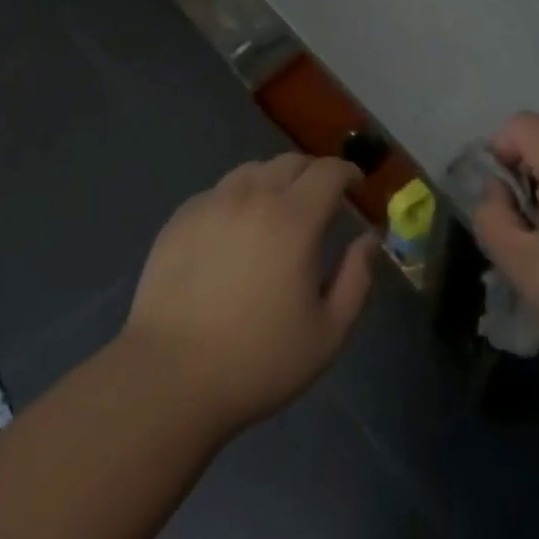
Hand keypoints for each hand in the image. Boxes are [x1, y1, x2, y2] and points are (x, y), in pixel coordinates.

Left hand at [121, 153, 377, 435]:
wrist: (170, 376)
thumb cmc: (258, 360)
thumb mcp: (327, 333)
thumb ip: (356, 279)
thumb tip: (368, 239)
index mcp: (294, 219)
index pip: (328, 172)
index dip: (347, 173)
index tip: (355, 186)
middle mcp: (253, 196)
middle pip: (291, 162)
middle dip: (314, 174)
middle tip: (321, 201)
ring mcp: (212, 203)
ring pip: (252, 171)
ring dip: (275, 181)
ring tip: (277, 211)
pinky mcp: (181, 217)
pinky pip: (219, 191)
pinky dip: (238, 198)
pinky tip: (235, 231)